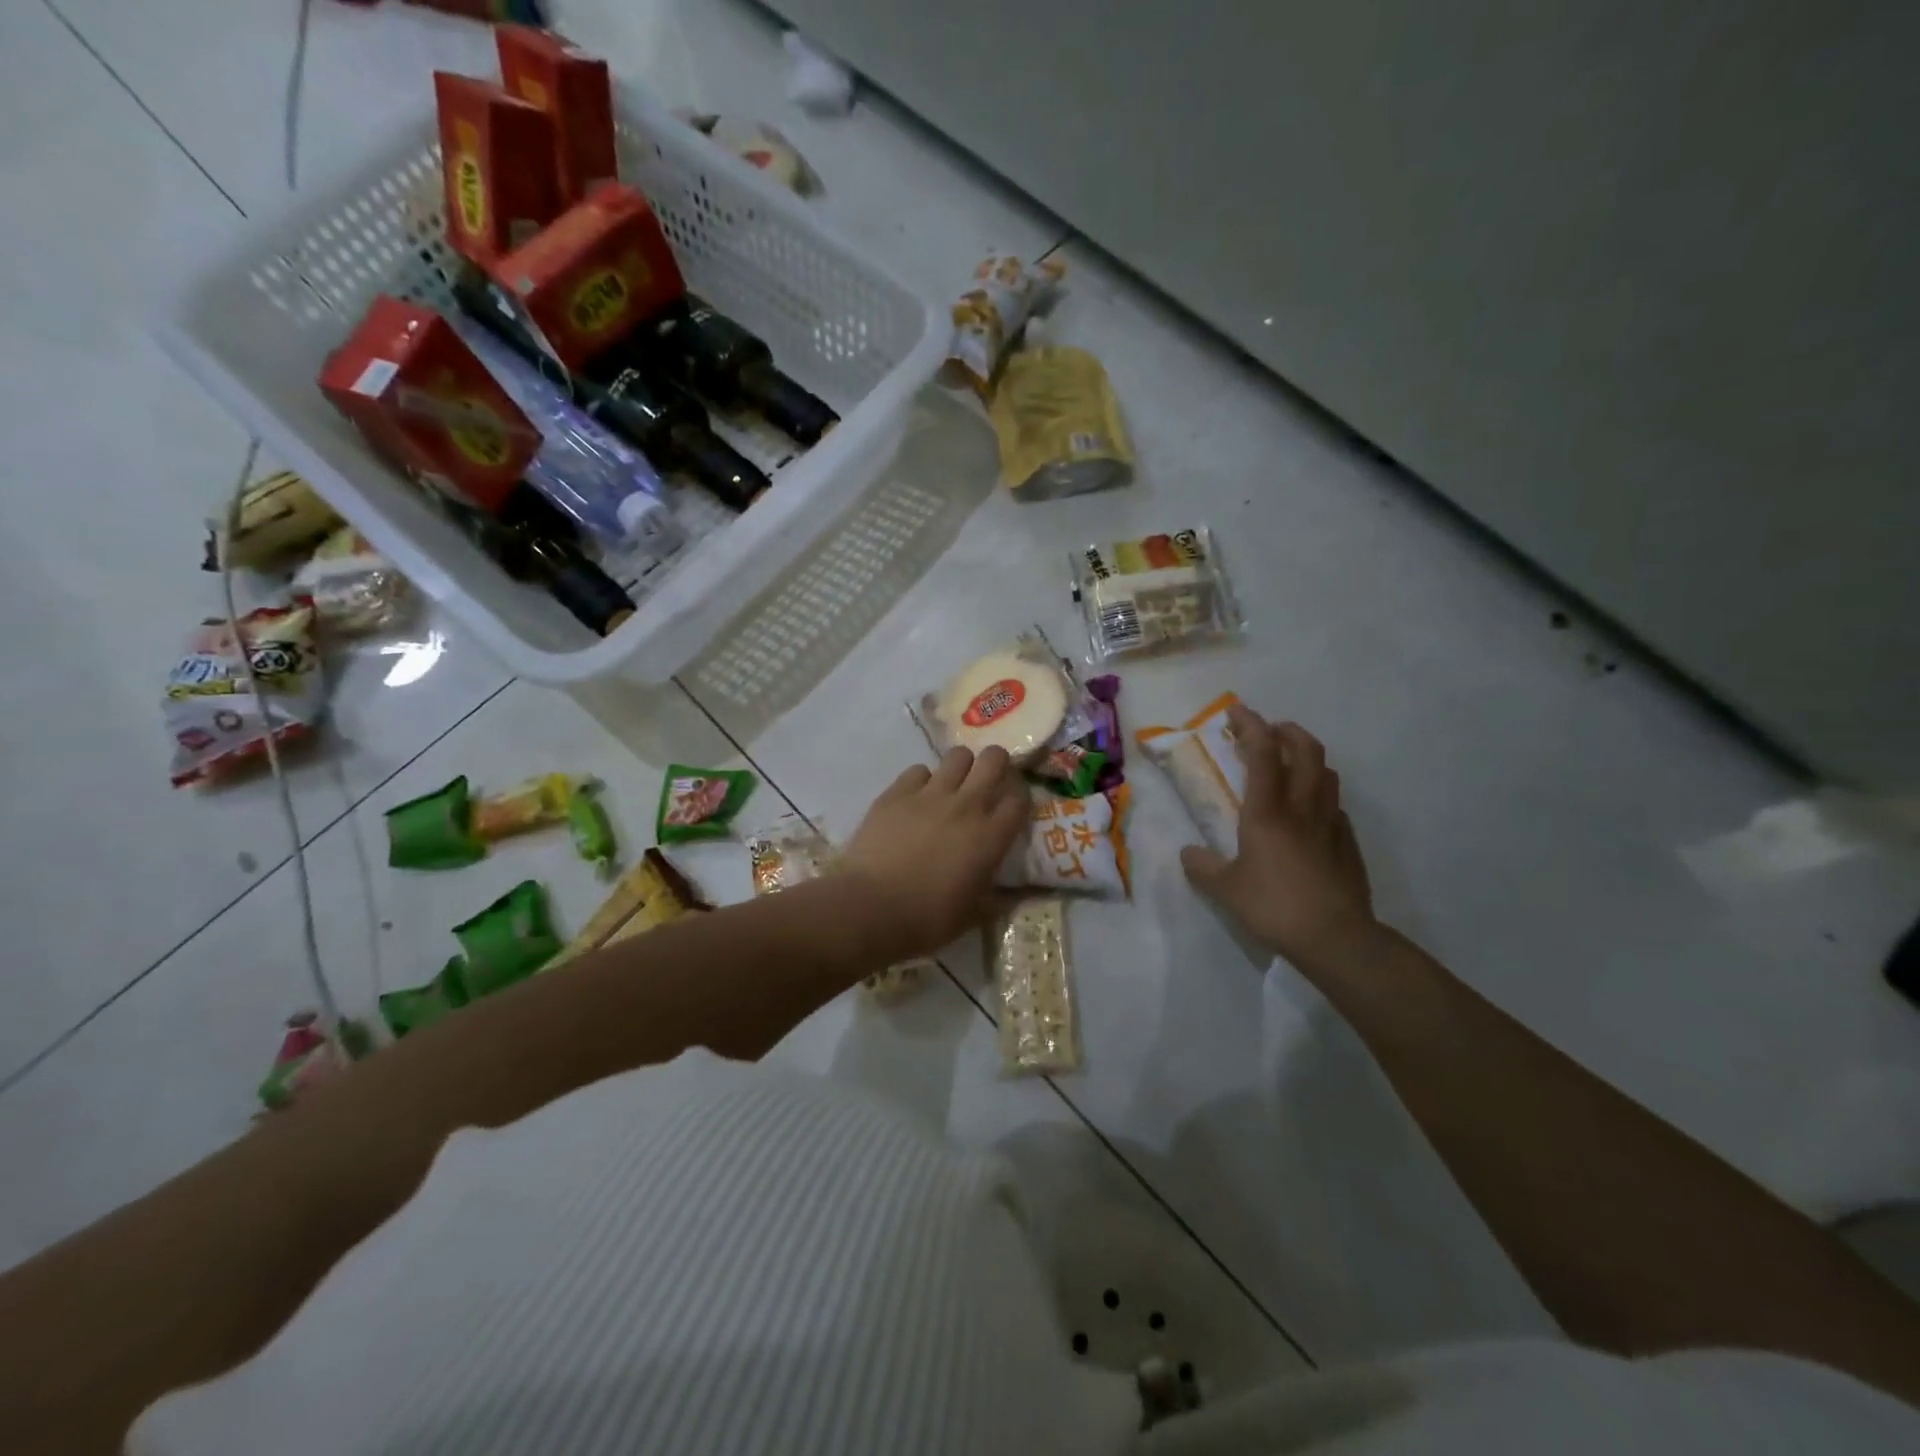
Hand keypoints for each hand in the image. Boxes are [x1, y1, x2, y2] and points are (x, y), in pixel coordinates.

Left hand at [840, 746, 1029, 957]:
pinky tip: (915, 799)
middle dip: (996, 764)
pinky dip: (922, 781)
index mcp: (990, 836)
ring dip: (961, 767)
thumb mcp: (973, 915)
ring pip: (958, 756)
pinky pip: (918, 770)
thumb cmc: (927, 919)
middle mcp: (966, 805)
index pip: (1020, 799)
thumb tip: (1019, 894)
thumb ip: (1000, 898)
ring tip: (952, 786)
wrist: (869, 908)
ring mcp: (930, 794)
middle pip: (994, 760)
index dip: (1019, 798)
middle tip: (988, 781)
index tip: (1011, 807)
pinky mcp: (896, 792)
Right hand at [1180, 705, 1377, 965]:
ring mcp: (1331, 823)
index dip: (1250, 725)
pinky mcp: (1347, 843)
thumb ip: (1203, 867)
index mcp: (1268, 811)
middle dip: (1286, 731)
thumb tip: (1189, 854)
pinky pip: (1334, 805)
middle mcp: (1302, 807)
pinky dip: (1319, 794)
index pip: (1263, 752)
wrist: (1336, 937)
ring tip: (1289, 764)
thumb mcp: (1225, 889)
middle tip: (1268, 731)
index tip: (1237, 711)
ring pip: (1326, 773)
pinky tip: (1307, 814)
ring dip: (1307, 757)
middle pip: (1305, 750)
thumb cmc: (1274, 906)